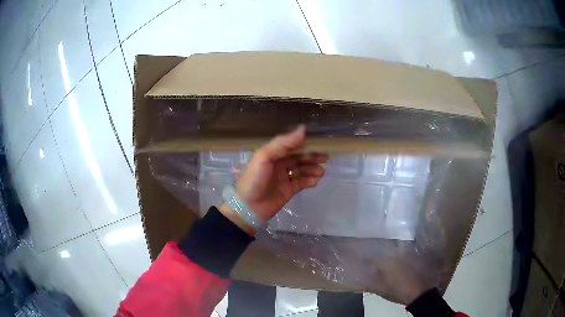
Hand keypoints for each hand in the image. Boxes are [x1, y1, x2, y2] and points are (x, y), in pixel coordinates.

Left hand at [221, 125, 327, 230]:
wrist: (248, 206)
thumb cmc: (254, 179)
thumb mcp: (265, 156)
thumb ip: (283, 143)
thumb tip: (303, 129)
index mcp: (272, 154)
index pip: (292, 146)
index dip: (304, 143)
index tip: (318, 142)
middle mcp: (279, 164)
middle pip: (299, 158)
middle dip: (312, 157)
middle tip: (326, 158)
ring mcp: (284, 178)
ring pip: (302, 170)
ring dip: (312, 169)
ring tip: (322, 172)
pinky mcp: (288, 190)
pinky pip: (302, 183)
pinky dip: (309, 181)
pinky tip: (316, 181)